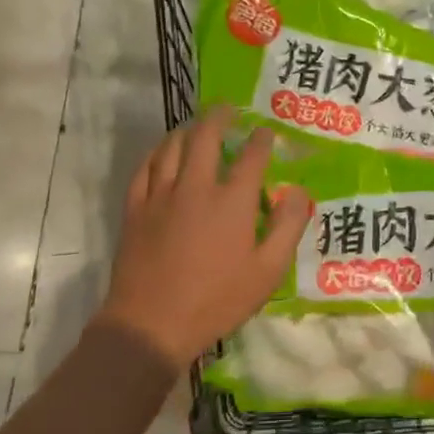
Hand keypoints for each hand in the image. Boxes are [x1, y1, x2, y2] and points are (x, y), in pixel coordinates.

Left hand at [97, 106, 311, 371]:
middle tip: (228, 108)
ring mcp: (161, 196)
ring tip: (196, 126)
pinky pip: (144, 168)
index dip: (262, 139)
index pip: (252, 156)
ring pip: (172, 147)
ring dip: (187, 131)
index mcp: (232, 201)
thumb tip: (297, 192)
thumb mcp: (267, 272)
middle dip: (220, 117)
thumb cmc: (216, 301)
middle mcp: (197, 187)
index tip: (267, 132)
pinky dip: (156, 153)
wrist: (151, 325)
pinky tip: (161, 153)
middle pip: (206, 137)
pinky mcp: (136, 209)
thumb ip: (287, 227)